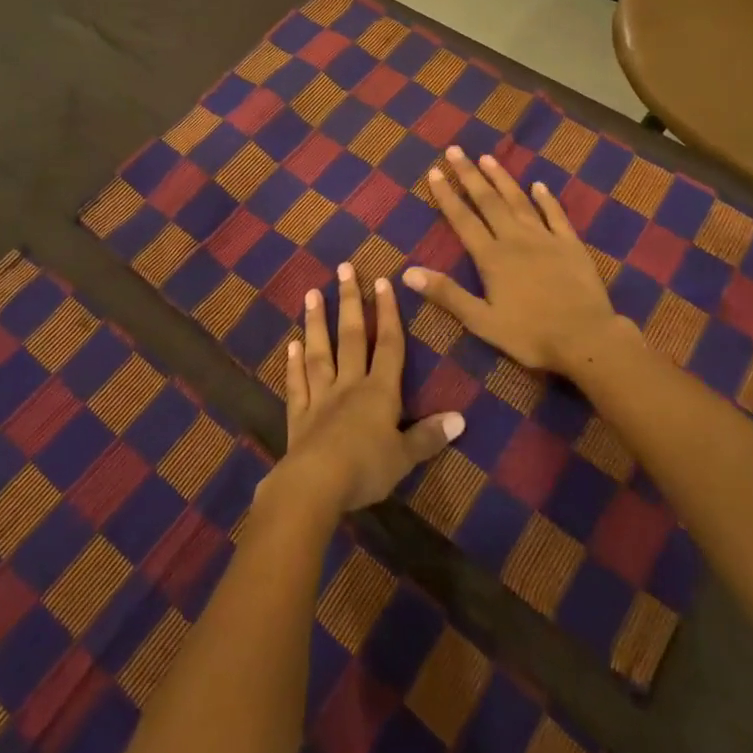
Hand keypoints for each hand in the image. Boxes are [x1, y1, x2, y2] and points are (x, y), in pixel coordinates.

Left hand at [266, 263, 464, 513]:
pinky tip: (291, 346)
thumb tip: (461, 418)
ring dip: (316, 322)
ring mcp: (321, 397)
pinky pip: (297, 384)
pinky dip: (293, 365)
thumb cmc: (367, 468)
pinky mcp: (299, 415)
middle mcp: (349, 385)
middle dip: (349, 301)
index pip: (388, 345)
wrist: (317, 484)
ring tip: (312, 293)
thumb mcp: (405, 456)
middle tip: (344, 268)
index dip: (388, 313)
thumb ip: (429, 436)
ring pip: (319, 352)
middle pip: (351, 337)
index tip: (383, 281)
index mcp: (379, 392)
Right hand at [404, 146, 637, 376]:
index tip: (434, 171)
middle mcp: (515, 238)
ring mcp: (545, 238)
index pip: (463, 219)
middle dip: (469, 175)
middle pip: (488, 201)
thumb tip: (407, 272)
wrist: (586, 338)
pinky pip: (555, 214)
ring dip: (502, 178)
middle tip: (455, 150)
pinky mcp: (570, 244)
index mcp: (492, 257)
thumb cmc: (531, 334)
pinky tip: (539, 185)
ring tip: (487, 158)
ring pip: (518, 201)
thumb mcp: (482, 321)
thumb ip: (447, 294)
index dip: (447, 195)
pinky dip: (546, 198)